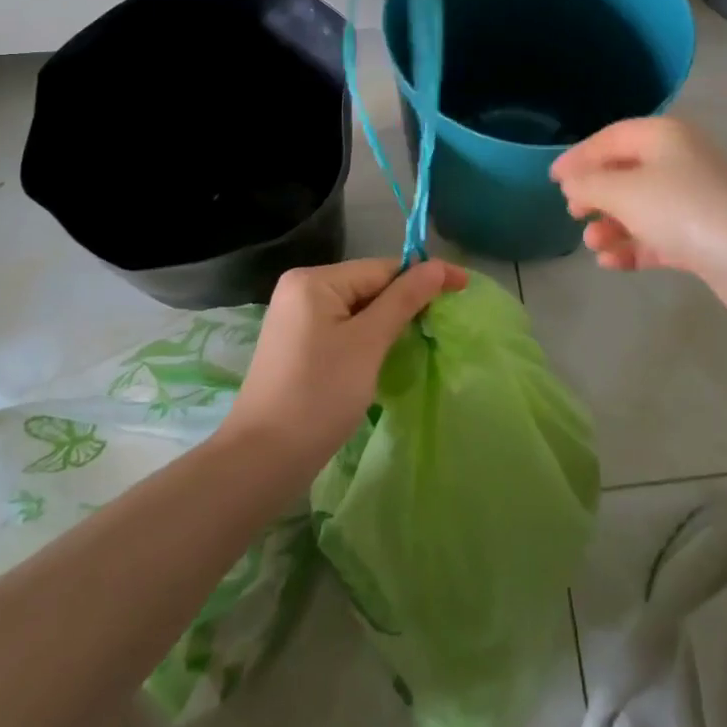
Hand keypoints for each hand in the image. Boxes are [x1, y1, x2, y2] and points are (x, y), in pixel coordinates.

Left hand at [223, 257, 466, 467]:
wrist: (262, 460)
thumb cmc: (319, 394)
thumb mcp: (368, 343)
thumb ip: (404, 300)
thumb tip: (439, 266)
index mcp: (314, 280)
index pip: (381, 268)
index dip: (424, 277)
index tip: (464, 287)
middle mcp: (300, 289)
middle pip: (368, 285)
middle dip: (405, 301)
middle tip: (445, 319)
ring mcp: (295, 318)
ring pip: (357, 309)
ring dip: (389, 321)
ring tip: (422, 337)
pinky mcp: (296, 345)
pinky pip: (343, 328)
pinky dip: (368, 338)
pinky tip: (385, 354)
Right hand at [550, 117, 726, 314]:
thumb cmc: (682, 209)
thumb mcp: (623, 191)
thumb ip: (589, 184)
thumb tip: (572, 183)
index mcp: (663, 136)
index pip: (610, 138)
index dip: (579, 156)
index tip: (553, 179)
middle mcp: (680, 161)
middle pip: (625, 173)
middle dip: (596, 194)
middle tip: (573, 212)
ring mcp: (694, 200)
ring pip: (641, 208)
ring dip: (612, 225)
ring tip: (593, 243)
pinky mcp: (703, 236)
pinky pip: (658, 236)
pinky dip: (633, 247)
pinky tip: (611, 263)